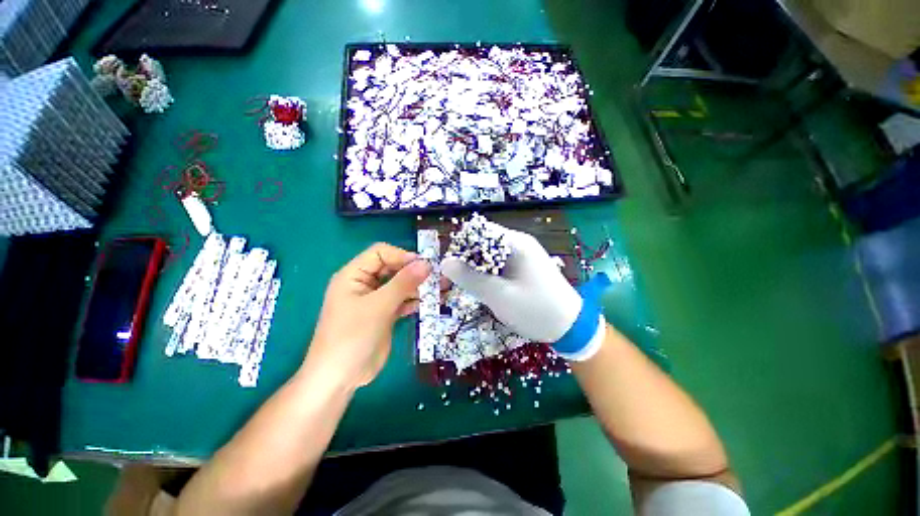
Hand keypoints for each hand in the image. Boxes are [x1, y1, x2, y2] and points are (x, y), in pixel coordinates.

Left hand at [304, 243, 431, 389]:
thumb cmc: (352, 337)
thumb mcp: (378, 306)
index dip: (402, 256)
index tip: (424, 266)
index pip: (380, 253)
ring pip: (400, 285)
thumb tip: (426, 264)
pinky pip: (402, 300)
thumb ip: (403, 283)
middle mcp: (365, 284)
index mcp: (354, 275)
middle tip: (438, 277)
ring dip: (418, 286)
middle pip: (393, 268)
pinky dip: (414, 300)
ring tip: (440, 289)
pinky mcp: (384, 314)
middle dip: (414, 272)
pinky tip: (429, 303)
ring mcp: (375, 300)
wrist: (340, 378)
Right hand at [441, 226, 581, 343]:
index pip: (481, 233)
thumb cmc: (535, 309)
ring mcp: (523, 256)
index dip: (462, 247)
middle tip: (456, 282)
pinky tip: (486, 289)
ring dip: (478, 270)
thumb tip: (444, 263)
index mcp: (516, 243)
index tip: (451, 269)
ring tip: (470, 288)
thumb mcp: (499, 295)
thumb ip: (470, 278)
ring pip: (491, 256)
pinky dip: (489, 275)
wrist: (571, 327)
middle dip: (468, 260)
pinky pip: (500, 266)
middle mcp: (520, 244)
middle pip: (485, 244)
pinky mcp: (524, 268)